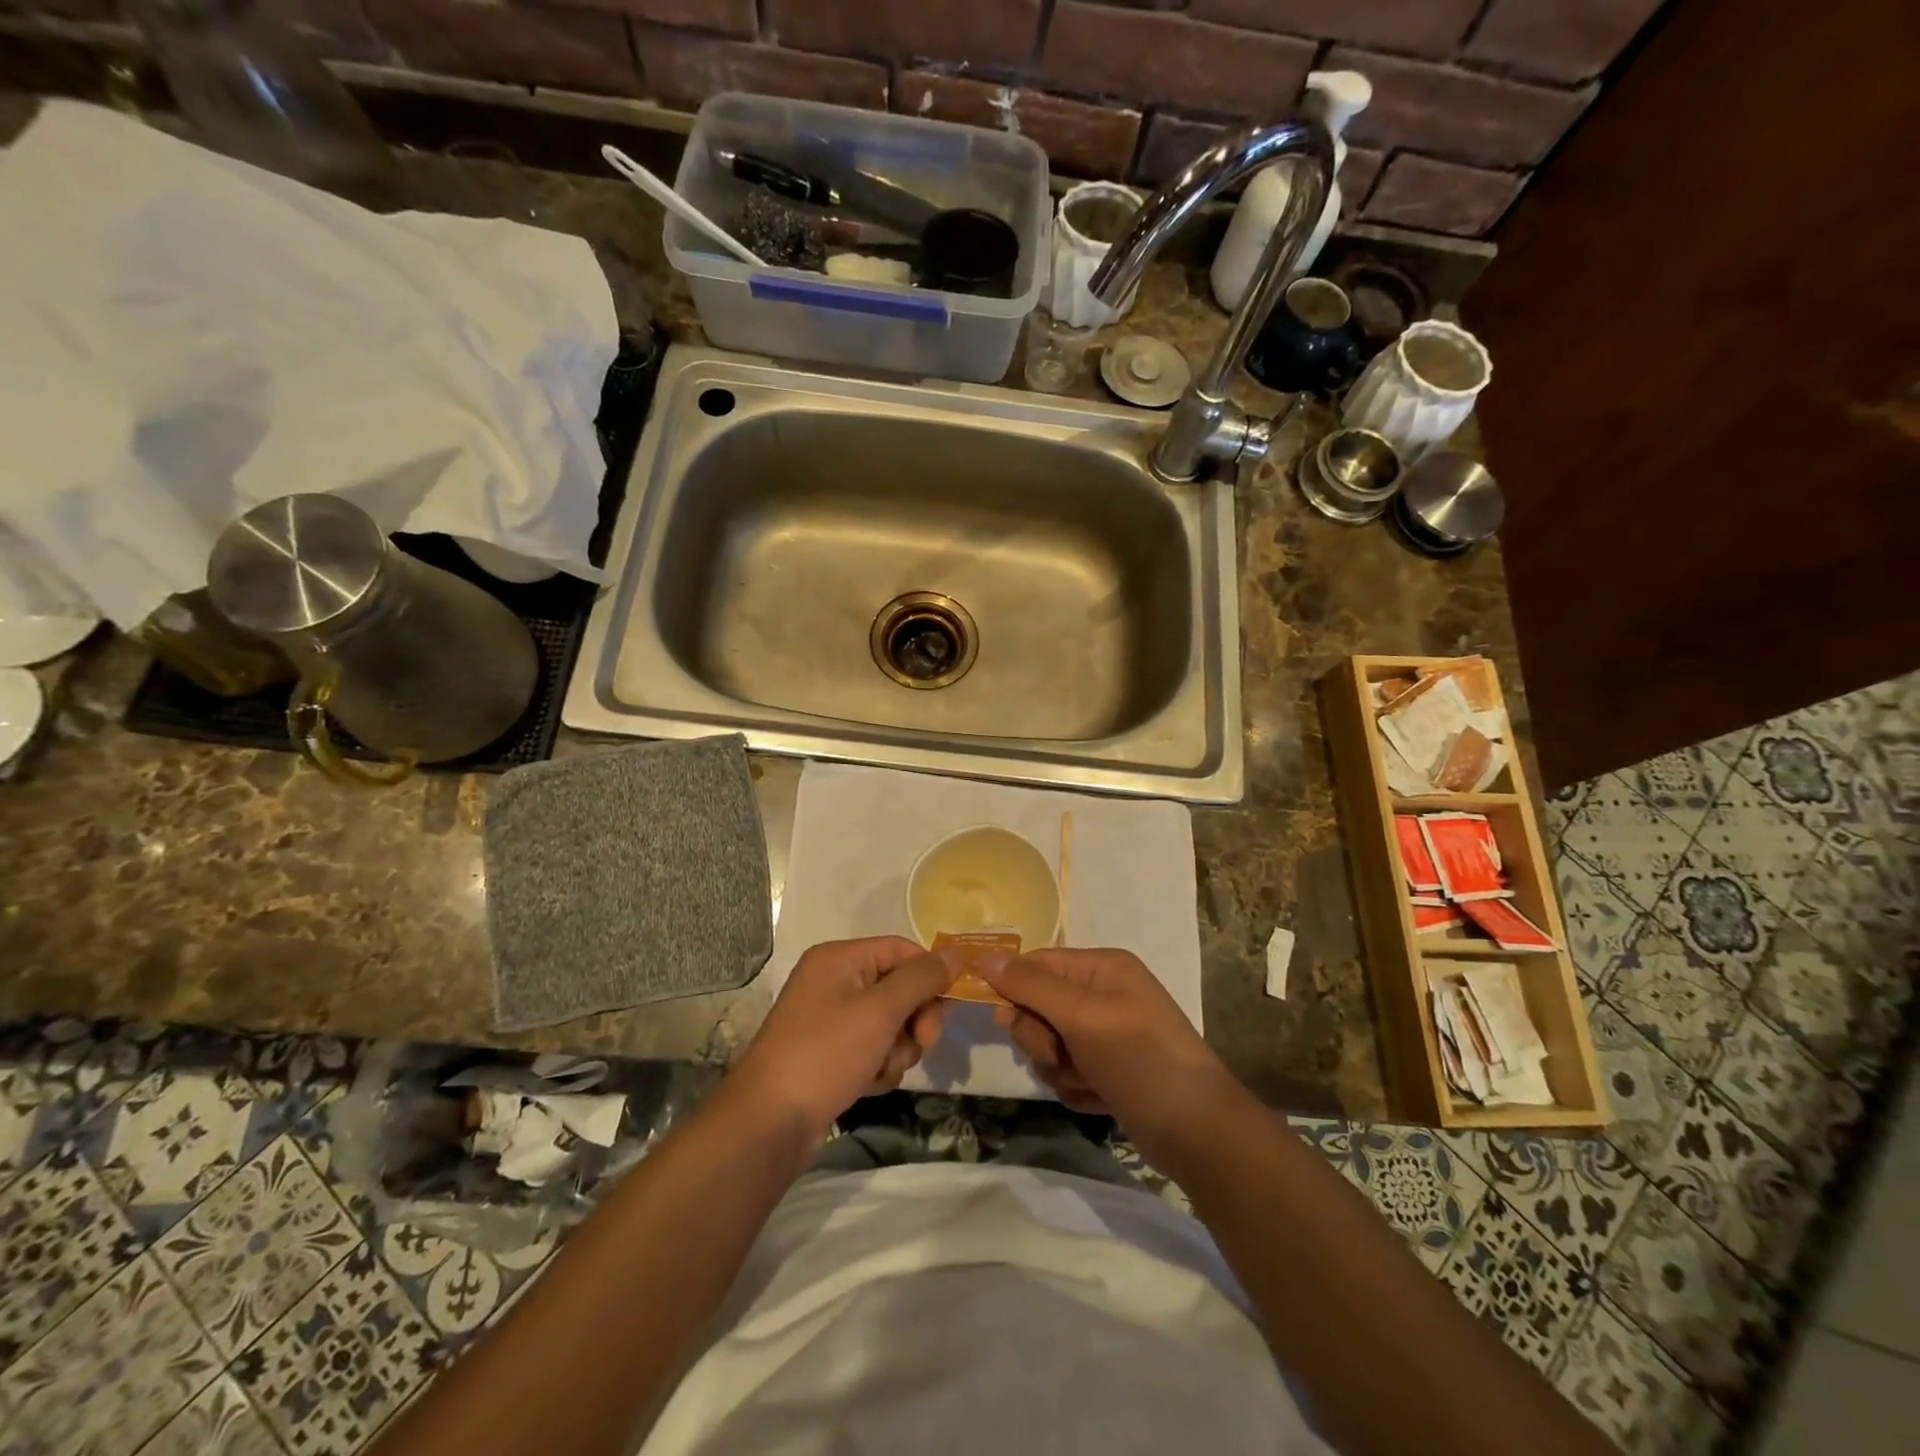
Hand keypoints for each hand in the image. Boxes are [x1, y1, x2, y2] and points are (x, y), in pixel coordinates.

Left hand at [730, 937, 954, 1140]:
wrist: (770, 1122)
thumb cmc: (826, 1053)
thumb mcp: (880, 1011)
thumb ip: (921, 979)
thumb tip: (954, 954)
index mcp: (839, 958)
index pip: (901, 950)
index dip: (929, 975)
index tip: (948, 1008)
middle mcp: (834, 981)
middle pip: (898, 987)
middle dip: (914, 1019)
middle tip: (922, 1044)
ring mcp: (830, 1019)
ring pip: (890, 1023)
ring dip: (897, 1048)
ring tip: (881, 1070)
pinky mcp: (830, 1053)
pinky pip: (872, 1048)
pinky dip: (879, 1066)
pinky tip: (868, 1085)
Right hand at [978, 947, 1240, 1162]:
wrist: (1196, 1131)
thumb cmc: (1139, 1058)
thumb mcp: (1081, 1015)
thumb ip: (1030, 985)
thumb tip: (985, 956)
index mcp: (1102, 967)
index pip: (1037, 962)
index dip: (1014, 988)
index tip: (1002, 1020)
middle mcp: (1103, 994)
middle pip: (1038, 1006)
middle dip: (1042, 1038)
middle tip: (1062, 1055)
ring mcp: (1106, 1034)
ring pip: (1048, 1043)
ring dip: (1058, 1067)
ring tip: (1088, 1080)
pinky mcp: (1107, 1069)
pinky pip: (1066, 1070)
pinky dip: (1075, 1086)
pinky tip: (1098, 1098)